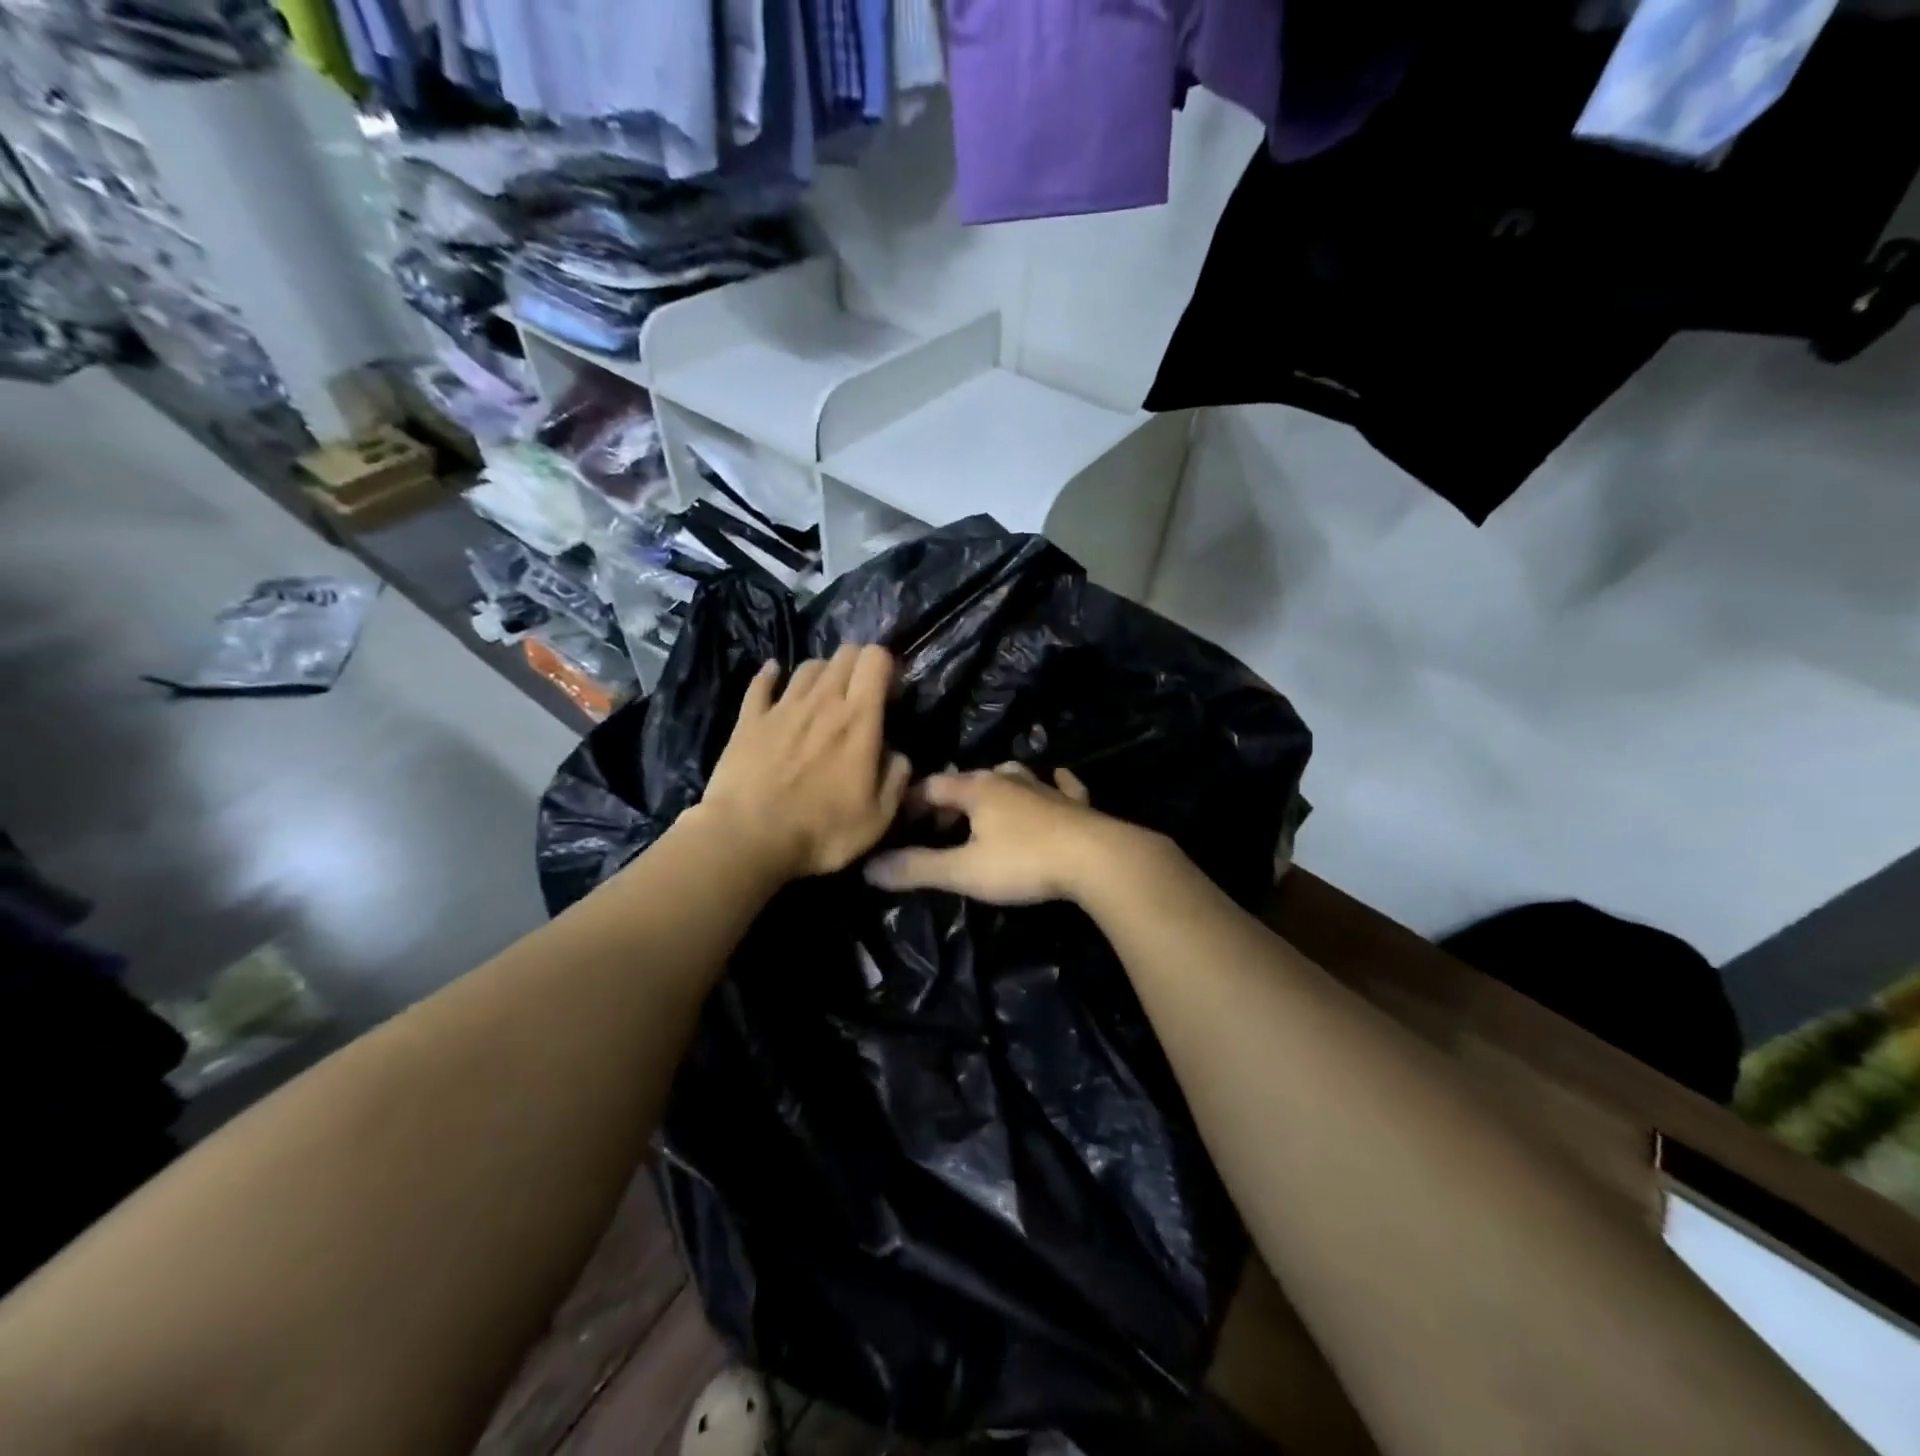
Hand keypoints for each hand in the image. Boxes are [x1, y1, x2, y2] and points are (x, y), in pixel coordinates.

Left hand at [696, 645, 911, 880]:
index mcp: (859, 720)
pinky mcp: (748, 719)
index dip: (886, 666)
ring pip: (808, 666)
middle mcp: (822, 701)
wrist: (748, 839)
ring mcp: (782, 707)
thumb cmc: (821, 832)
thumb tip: (897, 755)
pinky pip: (761, 683)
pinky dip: (770, 675)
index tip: (889, 691)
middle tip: (860, 692)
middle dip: (857, 664)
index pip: (875, 660)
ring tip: (824, 694)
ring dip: (822, 672)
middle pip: (844, 654)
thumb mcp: (878, 818)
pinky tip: (773, 675)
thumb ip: (895, 779)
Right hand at [864, 763, 1134, 904]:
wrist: (1097, 859)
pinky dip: (1053, 784)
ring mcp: (1046, 788)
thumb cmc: (1024, 862)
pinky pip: (1061, 785)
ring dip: (996, 788)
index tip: (898, 818)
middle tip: (938, 825)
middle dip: (951, 798)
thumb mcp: (964, 871)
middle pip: (971, 780)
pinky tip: (1056, 781)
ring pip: (1014, 777)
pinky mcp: (1076, 803)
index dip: (912, 800)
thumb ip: (917, 868)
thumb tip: (869, 867)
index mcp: (977, 789)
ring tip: (986, 807)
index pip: (933, 786)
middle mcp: (1009, 779)